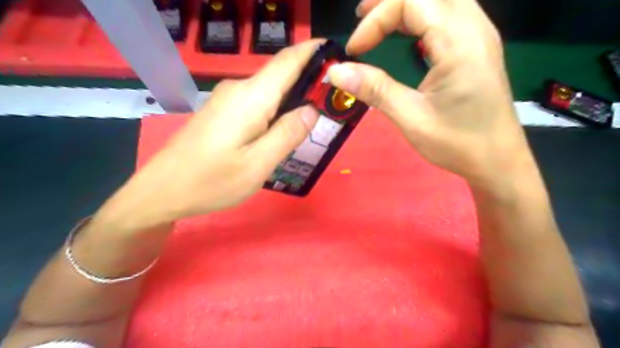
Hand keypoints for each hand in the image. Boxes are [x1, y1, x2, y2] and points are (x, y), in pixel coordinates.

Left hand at [97, 39, 321, 228]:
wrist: (162, 191)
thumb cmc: (211, 181)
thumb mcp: (257, 165)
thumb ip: (287, 134)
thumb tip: (311, 109)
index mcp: (251, 98)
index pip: (288, 61)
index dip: (314, 52)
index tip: (338, 55)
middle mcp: (239, 90)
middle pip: (281, 74)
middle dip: (309, 80)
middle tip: (335, 101)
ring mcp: (227, 99)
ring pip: (270, 90)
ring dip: (294, 96)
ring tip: (316, 116)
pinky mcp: (223, 111)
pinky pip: (258, 102)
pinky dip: (278, 108)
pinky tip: (284, 127)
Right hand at [329, 0, 531, 183]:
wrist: (498, 161)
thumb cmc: (457, 143)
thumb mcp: (411, 118)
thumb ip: (375, 89)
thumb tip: (336, 71)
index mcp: (459, 43)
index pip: (412, 2)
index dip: (376, 19)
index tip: (353, 51)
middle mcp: (475, 28)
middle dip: (389, 1)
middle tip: (361, 18)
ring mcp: (480, 35)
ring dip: (406, 5)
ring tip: (378, 22)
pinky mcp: (477, 47)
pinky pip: (449, 13)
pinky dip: (422, 15)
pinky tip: (407, 33)